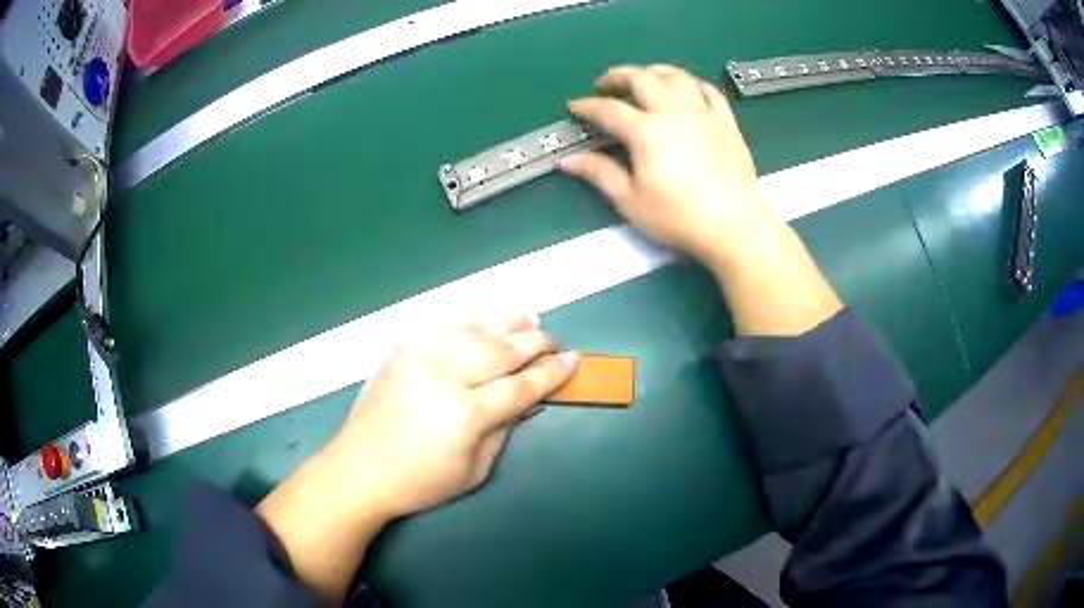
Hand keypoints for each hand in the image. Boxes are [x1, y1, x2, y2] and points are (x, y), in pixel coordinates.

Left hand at [257, 312, 576, 601]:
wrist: (360, 469)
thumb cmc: (420, 482)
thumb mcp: (473, 471)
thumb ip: (503, 430)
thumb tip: (526, 399)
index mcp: (467, 414)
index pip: (521, 385)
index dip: (551, 372)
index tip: (573, 360)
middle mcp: (446, 376)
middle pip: (502, 349)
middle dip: (534, 342)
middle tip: (553, 340)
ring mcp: (420, 357)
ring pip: (474, 329)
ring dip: (506, 321)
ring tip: (528, 319)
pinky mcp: (402, 350)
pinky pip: (442, 324)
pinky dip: (469, 317)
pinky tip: (485, 314)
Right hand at [560, 64, 782, 270]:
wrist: (732, 224)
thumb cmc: (678, 216)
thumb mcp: (630, 199)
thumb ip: (599, 173)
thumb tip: (567, 161)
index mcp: (645, 130)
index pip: (608, 109)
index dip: (587, 106)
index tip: (575, 106)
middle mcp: (673, 112)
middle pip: (642, 78)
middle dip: (618, 76)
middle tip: (606, 83)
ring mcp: (703, 114)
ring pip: (677, 77)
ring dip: (655, 71)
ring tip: (645, 77)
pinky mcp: (726, 123)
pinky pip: (710, 92)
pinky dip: (694, 84)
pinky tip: (688, 89)